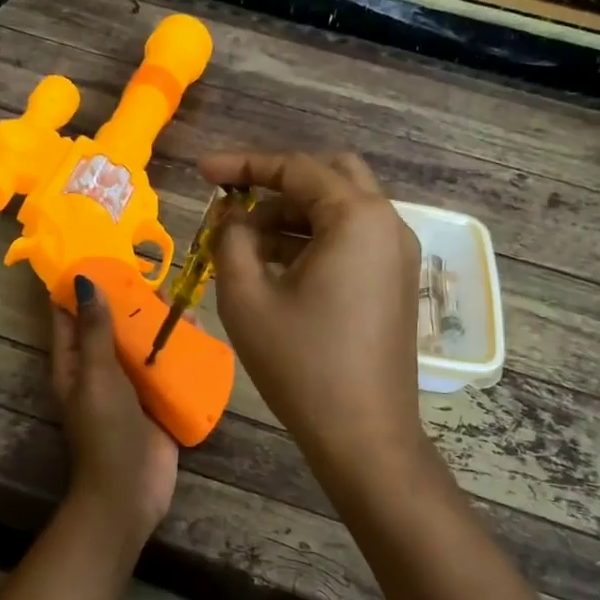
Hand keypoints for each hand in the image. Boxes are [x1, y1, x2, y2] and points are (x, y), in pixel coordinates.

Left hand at [50, 276, 178, 544]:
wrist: (131, 492)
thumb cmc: (107, 431)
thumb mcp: (97, 375)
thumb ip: (95, 331)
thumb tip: (84, 281)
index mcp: (74, 363)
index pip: (70, 315)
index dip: (80, 286)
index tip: (102, 254)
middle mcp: (100, 370)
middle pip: (113, 325)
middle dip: (131, 301)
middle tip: (156, 274)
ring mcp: (130, 386)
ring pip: (143, 344)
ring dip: (159, 323)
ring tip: (182, 299)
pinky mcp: (157, 400)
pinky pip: (167, 366)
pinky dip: (180, 349)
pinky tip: (200, 331)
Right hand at [201, 151, 425, 478]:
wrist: (364, 434)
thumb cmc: (301, 364)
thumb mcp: (247, 297)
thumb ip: (231, 240)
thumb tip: (231, 216)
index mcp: (357, 217)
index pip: (295, 169)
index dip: (242, 165)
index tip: (201, 172)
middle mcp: (387, 223)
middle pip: (328, 176)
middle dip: (276, 184)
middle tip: (233, 204)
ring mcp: (397, 254)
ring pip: (340, 210)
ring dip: (292, 215)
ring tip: (244, 243)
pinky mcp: (395, 282)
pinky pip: (352, 240)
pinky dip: (313, 240)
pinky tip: (276, 266)